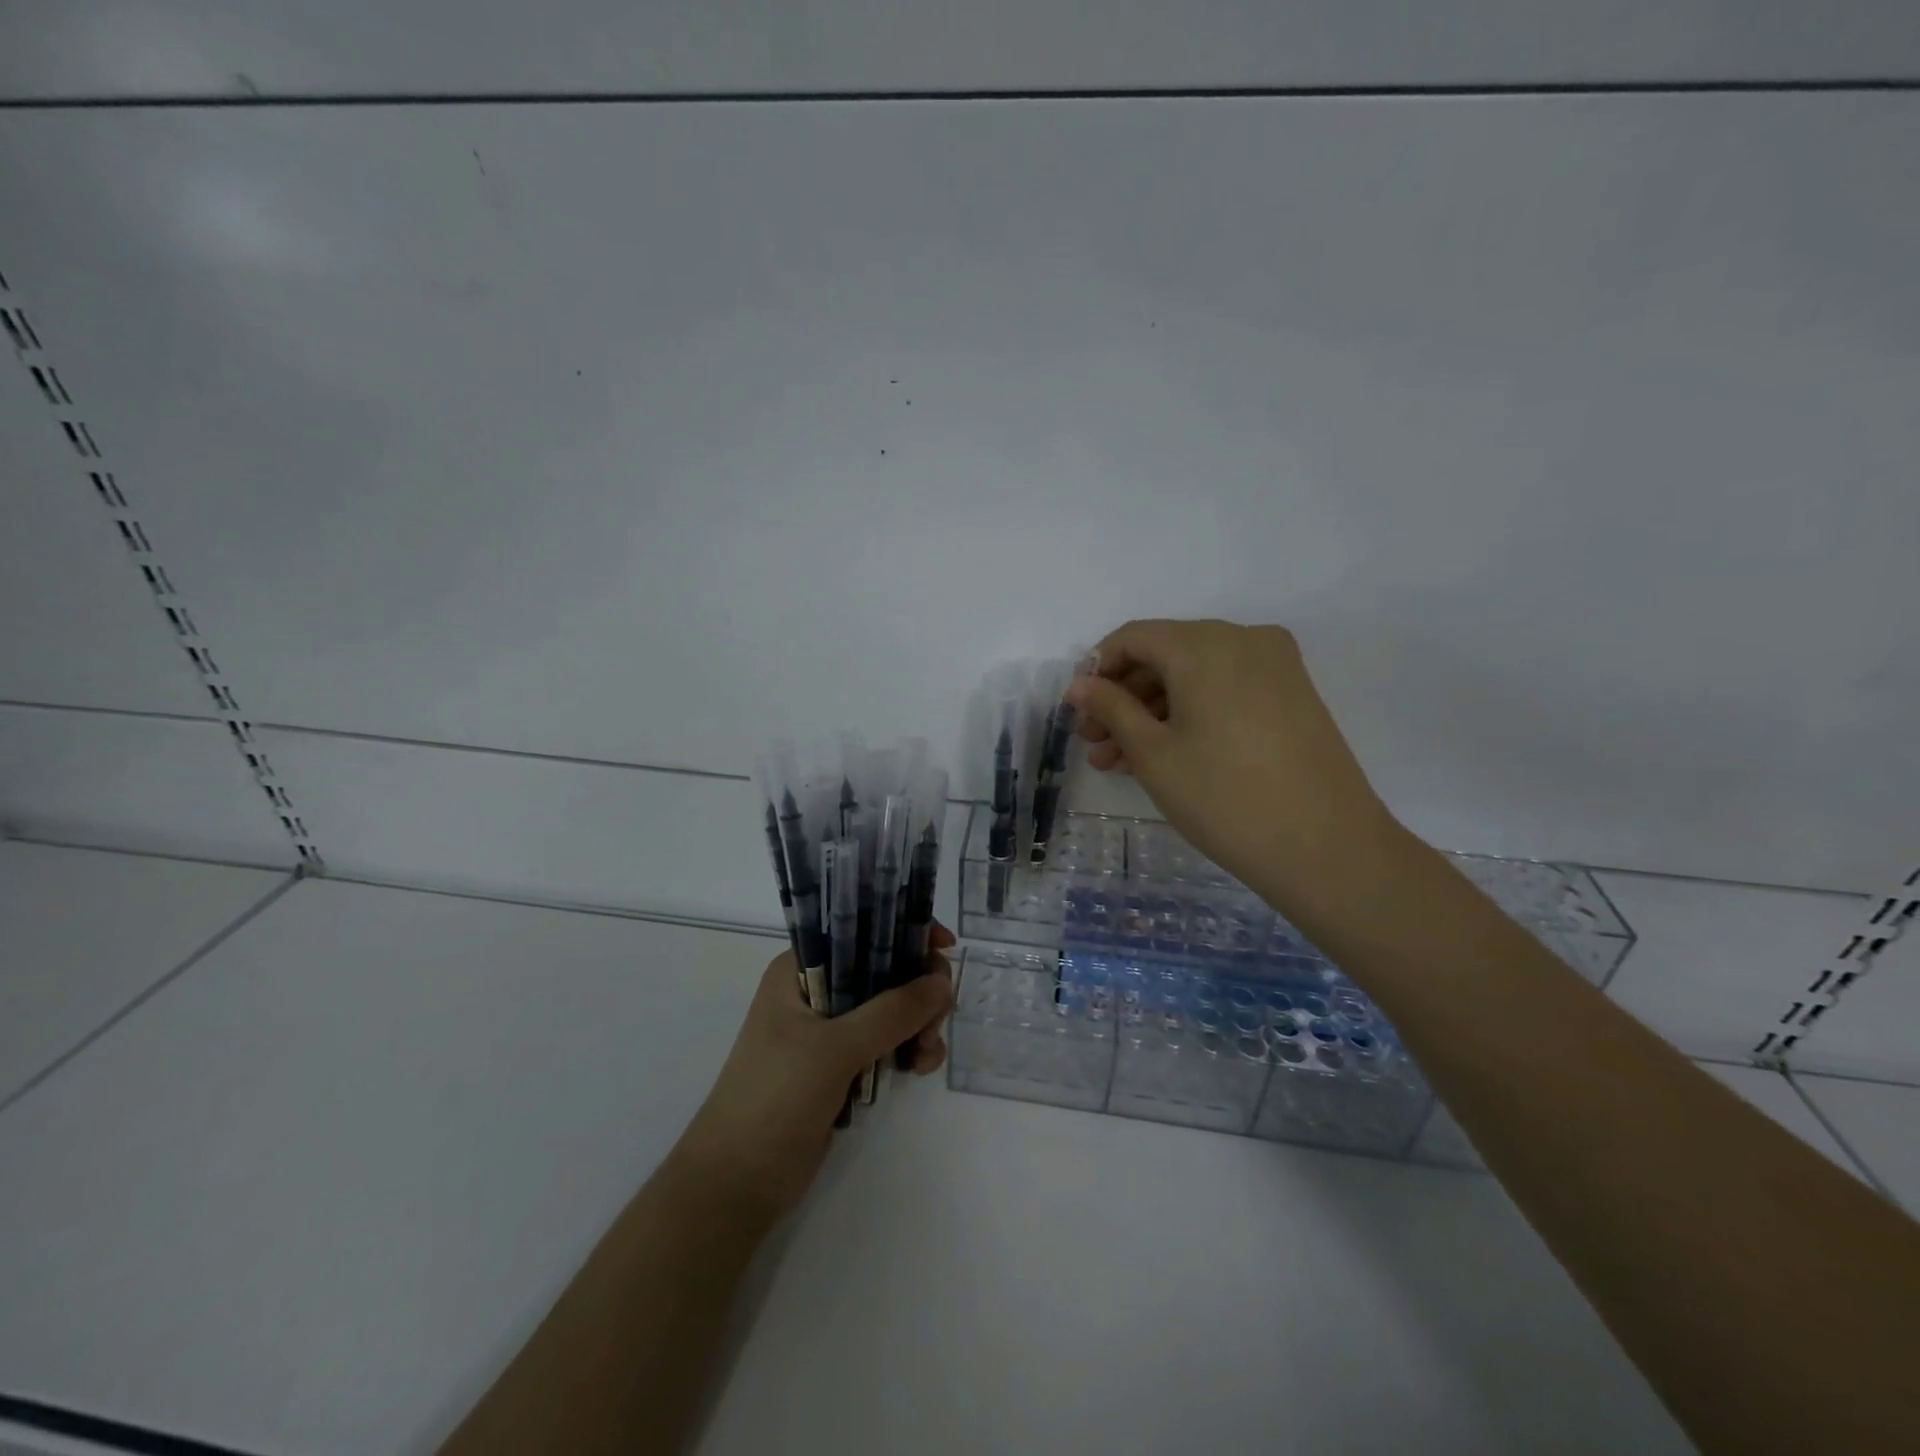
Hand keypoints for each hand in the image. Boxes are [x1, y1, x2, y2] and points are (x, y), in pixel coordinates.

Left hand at [671, 928, 954, 1219]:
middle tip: (938, 1016)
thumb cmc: (774, 1099)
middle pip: (882, 971)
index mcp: (799, 971)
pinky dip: (907, 1049)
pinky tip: (920, 1068)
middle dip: (917, 989)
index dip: (903, 931)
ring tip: (928, 1053)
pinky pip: (885, 1043)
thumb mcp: (834, 1049)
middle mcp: (815, 992)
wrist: (736, 1185)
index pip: (859, 932)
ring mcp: (827, 1032)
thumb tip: (942, 981)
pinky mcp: (839, 1067)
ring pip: (888, 1009)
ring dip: (917, 1024)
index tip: (944, 947)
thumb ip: (891, 1013)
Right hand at [1069, 619, 1398, 904]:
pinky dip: (1190, 714)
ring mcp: (1274, 666)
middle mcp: (1243, 639)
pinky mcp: (1291, 695)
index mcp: (1205, 644)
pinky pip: (1224, 690)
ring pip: (1194, 676)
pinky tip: (1162, 755)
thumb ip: (1111, 708)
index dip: (1097, 670)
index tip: (1077, 711)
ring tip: (1119, 761)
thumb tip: (1080, 684)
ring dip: (1153, 712)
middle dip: (1123, 698)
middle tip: (1094, 743)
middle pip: (1165, 655)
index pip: (1133, 637)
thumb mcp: (1153, 753)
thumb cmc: (1223, 797)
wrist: (1326, 847)